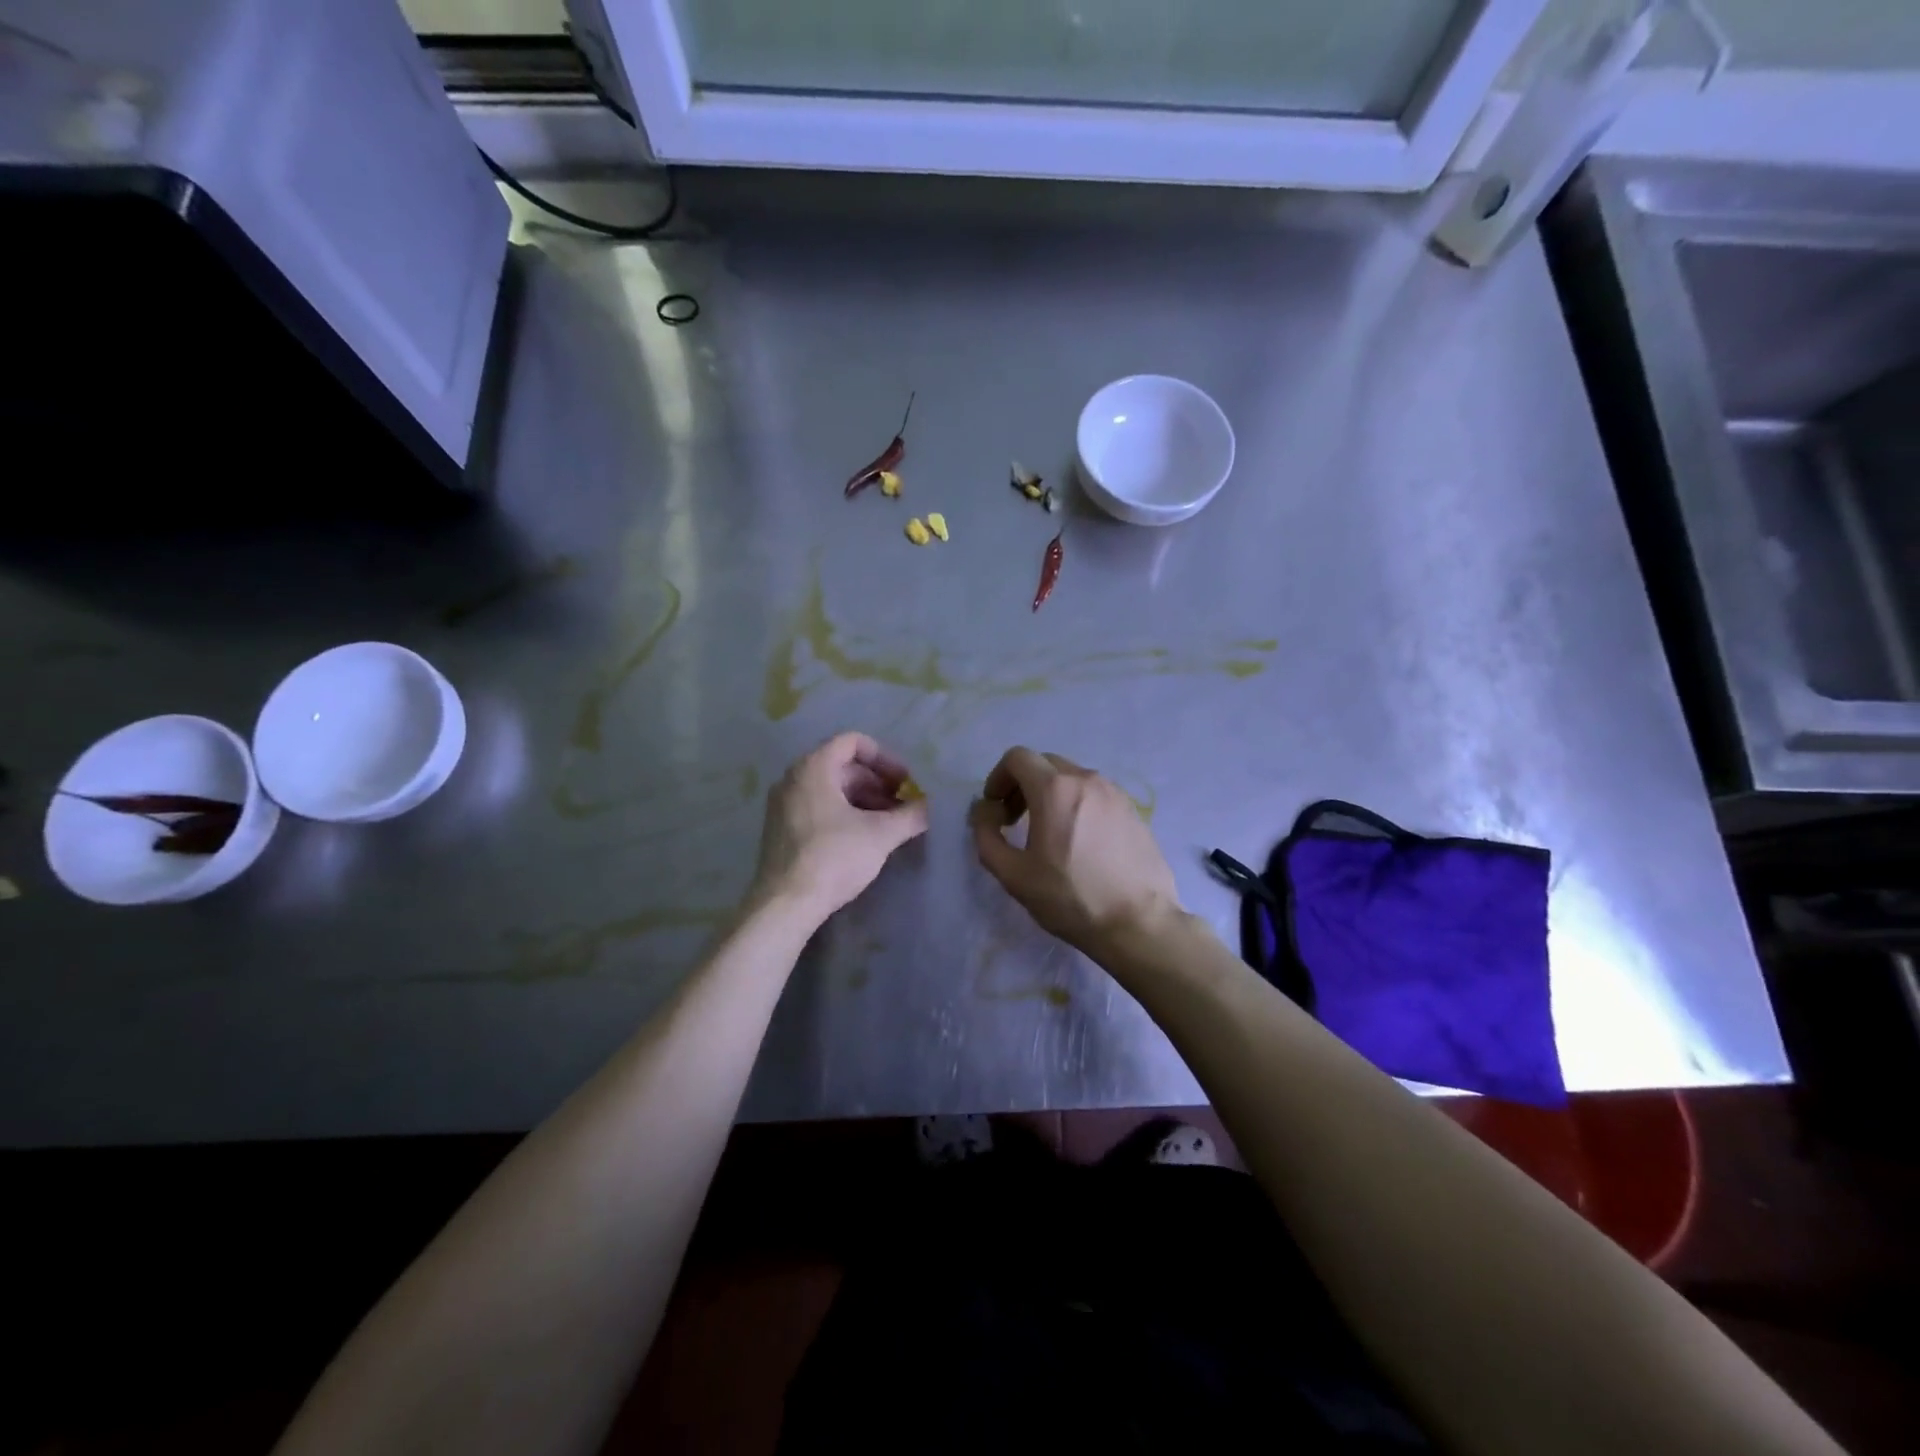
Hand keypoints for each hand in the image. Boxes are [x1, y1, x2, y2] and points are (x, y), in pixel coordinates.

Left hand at [750, 732, 928, 920]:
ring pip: (831, 789)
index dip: (885, 758)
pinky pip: (817, 807)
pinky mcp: (780, 829)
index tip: (904, 782)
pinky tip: (862, 839)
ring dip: (863, 800)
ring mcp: (782, 804)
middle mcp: (793, 778)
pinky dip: (843, 814)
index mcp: (813, 768)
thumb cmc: (833, 858)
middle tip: (902, 807)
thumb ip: (910, 816)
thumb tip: (928, 808)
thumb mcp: (881, 835)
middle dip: (877, 784)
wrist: (785, 904)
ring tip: (888, 825)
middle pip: (843, 767)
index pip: (853, 742)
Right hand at [969, 746, 1181, 956]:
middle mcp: (1086, 780)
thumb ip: (987, 836)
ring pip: (1072, 777)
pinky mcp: (1133, 810)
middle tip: (1015, 820)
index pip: (1017, 757)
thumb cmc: (1071, 899)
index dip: (998, 777)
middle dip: (1022, 784)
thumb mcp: (1014, 875)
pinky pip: (1096, 793)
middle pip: (1045, 763)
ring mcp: (1115, 792)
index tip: (995, 807)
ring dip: (1051, 793)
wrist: (1138, 924)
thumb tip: (984, 811)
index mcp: (1055, 789)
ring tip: (1048, 832)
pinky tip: (1080, 840)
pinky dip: (1077, 803)